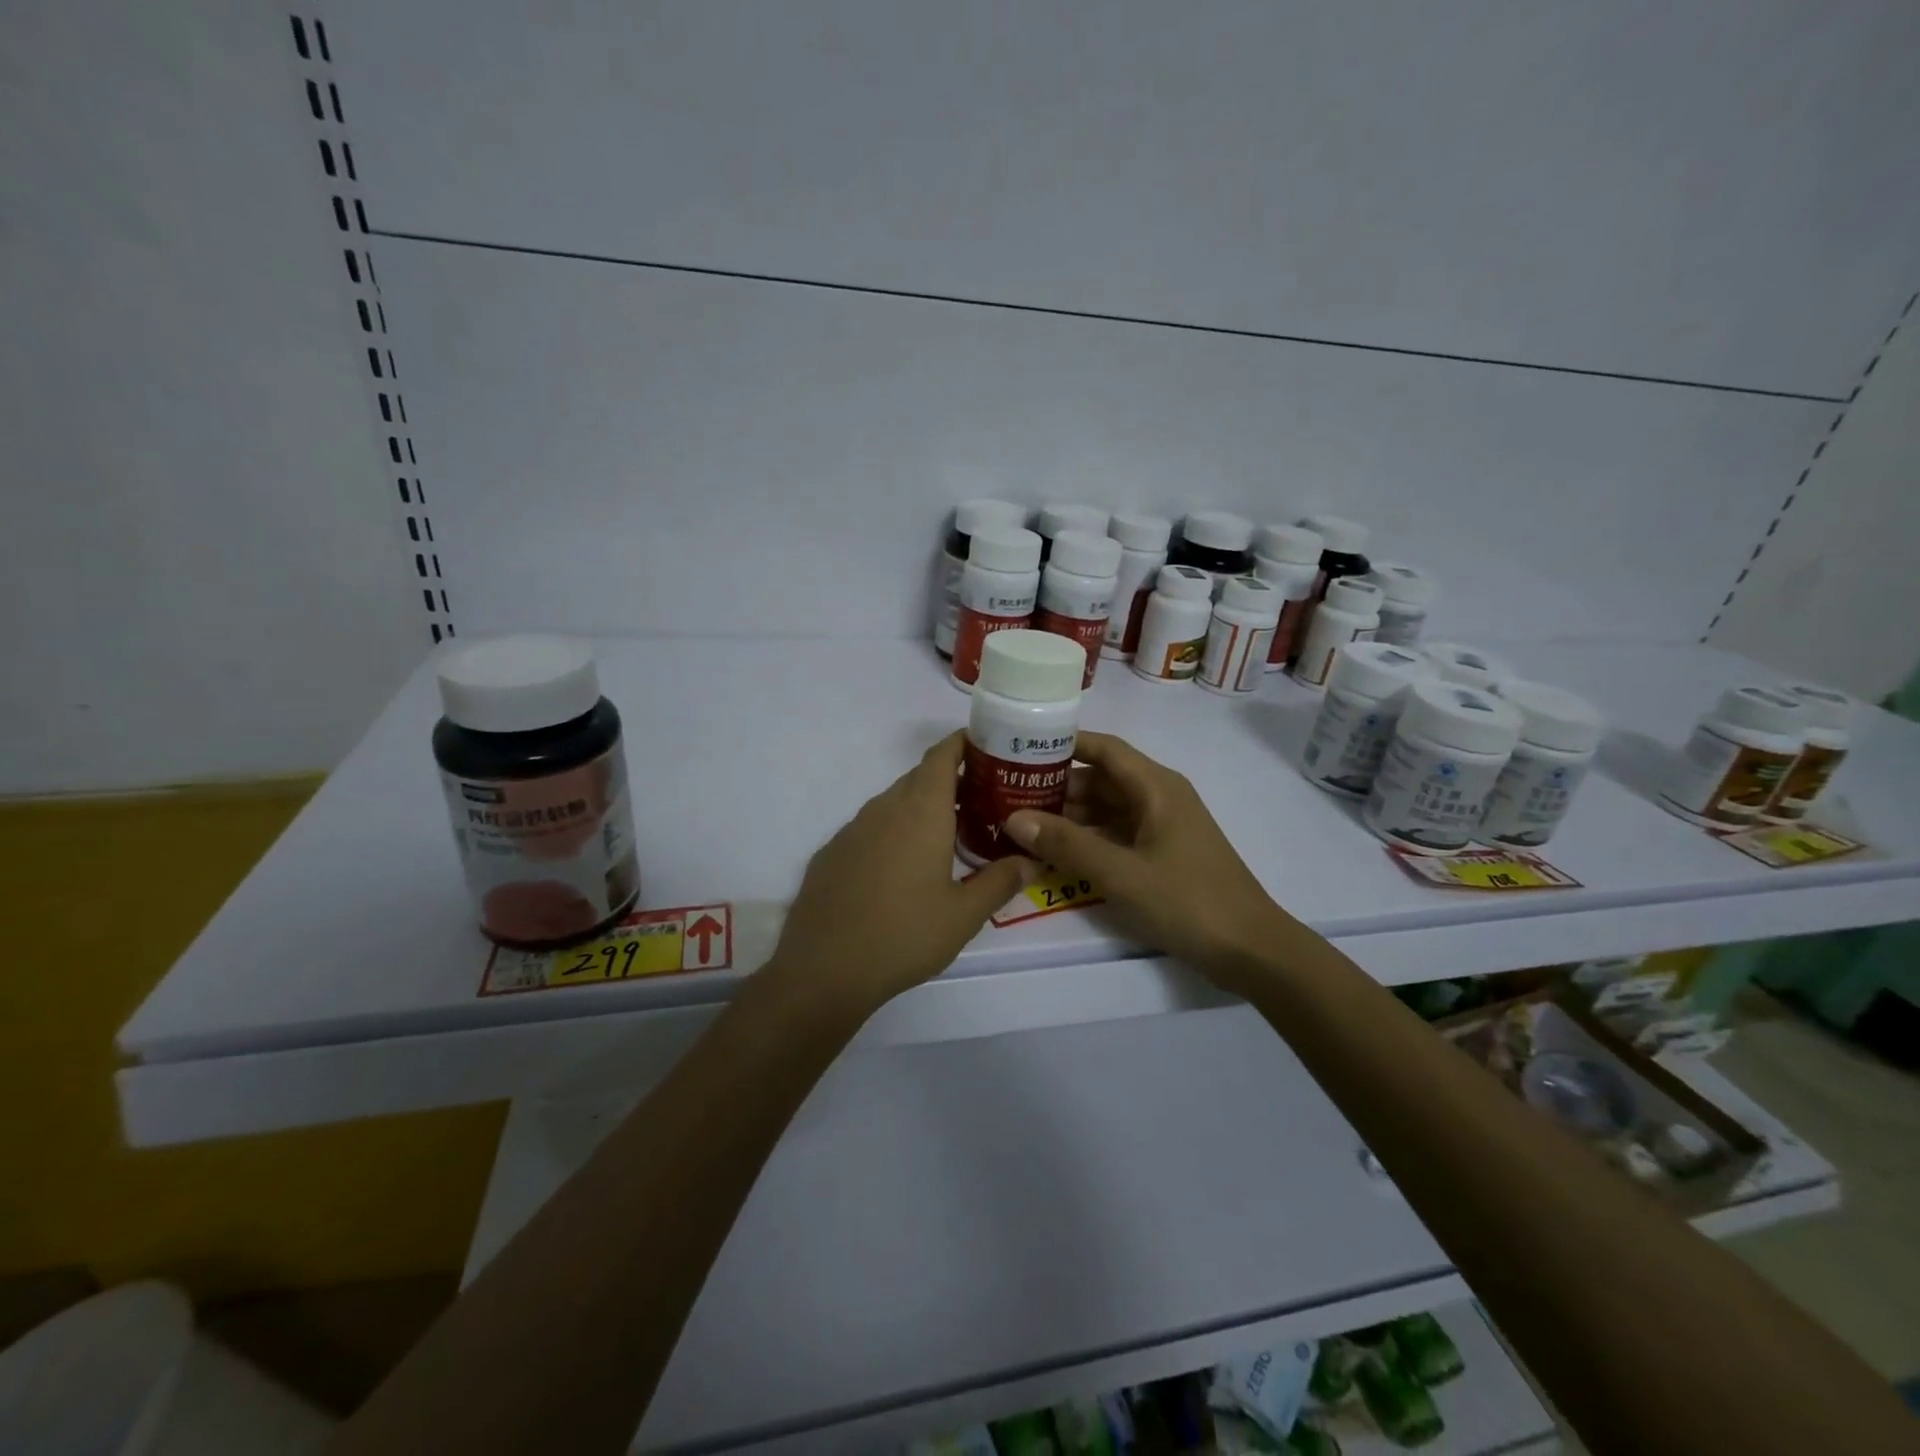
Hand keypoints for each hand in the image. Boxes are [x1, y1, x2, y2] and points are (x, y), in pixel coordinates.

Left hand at [768, 731, 1032, 1014]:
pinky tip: (901, 870)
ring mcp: (852, 829)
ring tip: (948, 836)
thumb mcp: (963, 914)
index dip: (963, 744)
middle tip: (982, 801)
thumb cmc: (904, 935)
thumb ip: (1000, 882)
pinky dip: (892, 833)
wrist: (824, 969)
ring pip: (894, 803)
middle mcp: (884, 808)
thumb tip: (1030, 862)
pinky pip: (870, 829)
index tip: (987, 748)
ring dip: (921, 809)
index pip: (941, 756)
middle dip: (951, 780)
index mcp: (921, 811)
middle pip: (919, 777)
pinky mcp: (832, 852)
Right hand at [1003, 730, 1295, 991]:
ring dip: (1069, 817)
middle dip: (1056, 787)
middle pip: (1100, 780)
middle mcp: (1158, 798)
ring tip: (1021, 825)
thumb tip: (1014, 819)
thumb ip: (1066, 844)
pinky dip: (1087, 841)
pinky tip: (1054, 855)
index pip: (1103, 748)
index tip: (1019, 748)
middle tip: (1007, 797)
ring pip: (1106, 810)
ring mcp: (1161, 828)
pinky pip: (1116, 836)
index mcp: (1156, 787)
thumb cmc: (1188, 901)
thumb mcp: (1120, 873)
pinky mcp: (1162, 856)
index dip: (1063, 743)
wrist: (1251, 950)